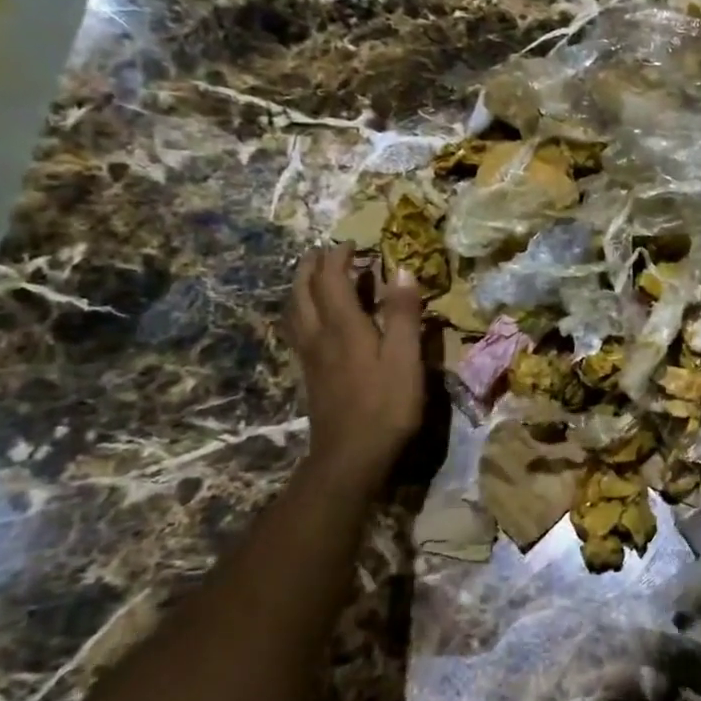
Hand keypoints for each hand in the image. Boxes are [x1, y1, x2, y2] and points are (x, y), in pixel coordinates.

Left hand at [286, 244, 425, 470]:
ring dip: (301, 287)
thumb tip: (401, 269)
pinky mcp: (310, 375)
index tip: (352, 242)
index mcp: (343, 326)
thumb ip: (403, 313)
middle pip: (302, 291)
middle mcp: (319, 335)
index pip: (330, 279)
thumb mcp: (406, 358)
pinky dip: (302, 311)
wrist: (350, 458)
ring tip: (315, 278)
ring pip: (294, 311)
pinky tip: (316, 320)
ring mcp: (310, 357)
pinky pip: (298, 330)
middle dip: (311, 266)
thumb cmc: (385, 406)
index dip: (337, 256)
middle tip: (326, 252)